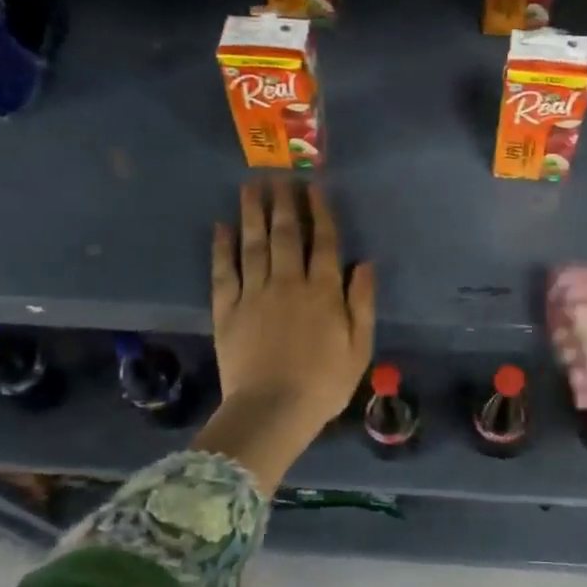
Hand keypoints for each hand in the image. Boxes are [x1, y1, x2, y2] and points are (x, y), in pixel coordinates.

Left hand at [200, 181, 375, 493]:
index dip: (320, 212)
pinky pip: (224, 272)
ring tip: (250, 187)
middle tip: (278, 176)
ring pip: (253, 244)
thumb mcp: (359, 347)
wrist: (272, 411)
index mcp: (323, 291)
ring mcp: (254, 294)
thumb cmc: (324, 383)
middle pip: (286, 234)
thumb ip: (362, 302)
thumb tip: (366, 264)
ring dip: (252, 213)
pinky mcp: (227, 310)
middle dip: (283, 203)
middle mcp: (288, 283)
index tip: (314, 188)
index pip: (323, 242)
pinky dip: (222, 248)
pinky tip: (221, 227)